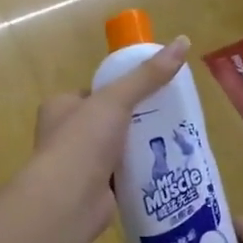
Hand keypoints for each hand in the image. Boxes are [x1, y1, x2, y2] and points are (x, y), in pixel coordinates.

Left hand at [32, 36, 189, 236]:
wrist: (67, 201)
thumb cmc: (83, 142)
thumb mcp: (116, 99)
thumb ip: (148, 75)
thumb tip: (183, 41)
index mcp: (60, 107)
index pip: (93, 93)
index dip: (120, 91)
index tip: (150, 92)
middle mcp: (64, 135)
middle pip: (107, 122)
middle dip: (134, 122)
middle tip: (168, 118)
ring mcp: (77, 166)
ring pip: (116, 150)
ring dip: (138, 149)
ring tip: (172, 142)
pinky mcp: (93, 192)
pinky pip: (122, 177)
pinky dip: (139, 174)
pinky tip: (163, 170)